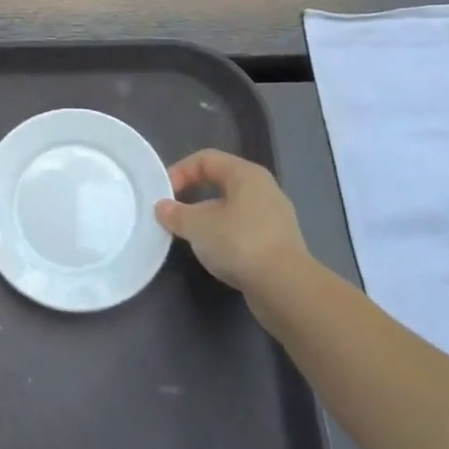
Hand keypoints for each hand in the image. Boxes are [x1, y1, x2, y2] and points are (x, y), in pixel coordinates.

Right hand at [155, 150, 311, 295]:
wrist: (286, 288)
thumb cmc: (239, 243)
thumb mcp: (198, 227)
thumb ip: (176, 214)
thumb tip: (162, 207)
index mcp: (246, 174)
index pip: (206, 159)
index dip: (180, 171)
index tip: (164, 195)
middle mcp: (264, 189)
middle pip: (221, 182)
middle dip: (193, 196)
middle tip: (175, 214)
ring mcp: (275, 217)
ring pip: (233, 208)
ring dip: (209, 219)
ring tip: (192, 237)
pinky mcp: (279, 244)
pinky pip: (244, 230)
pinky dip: (226, 237)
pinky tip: (215, 255)